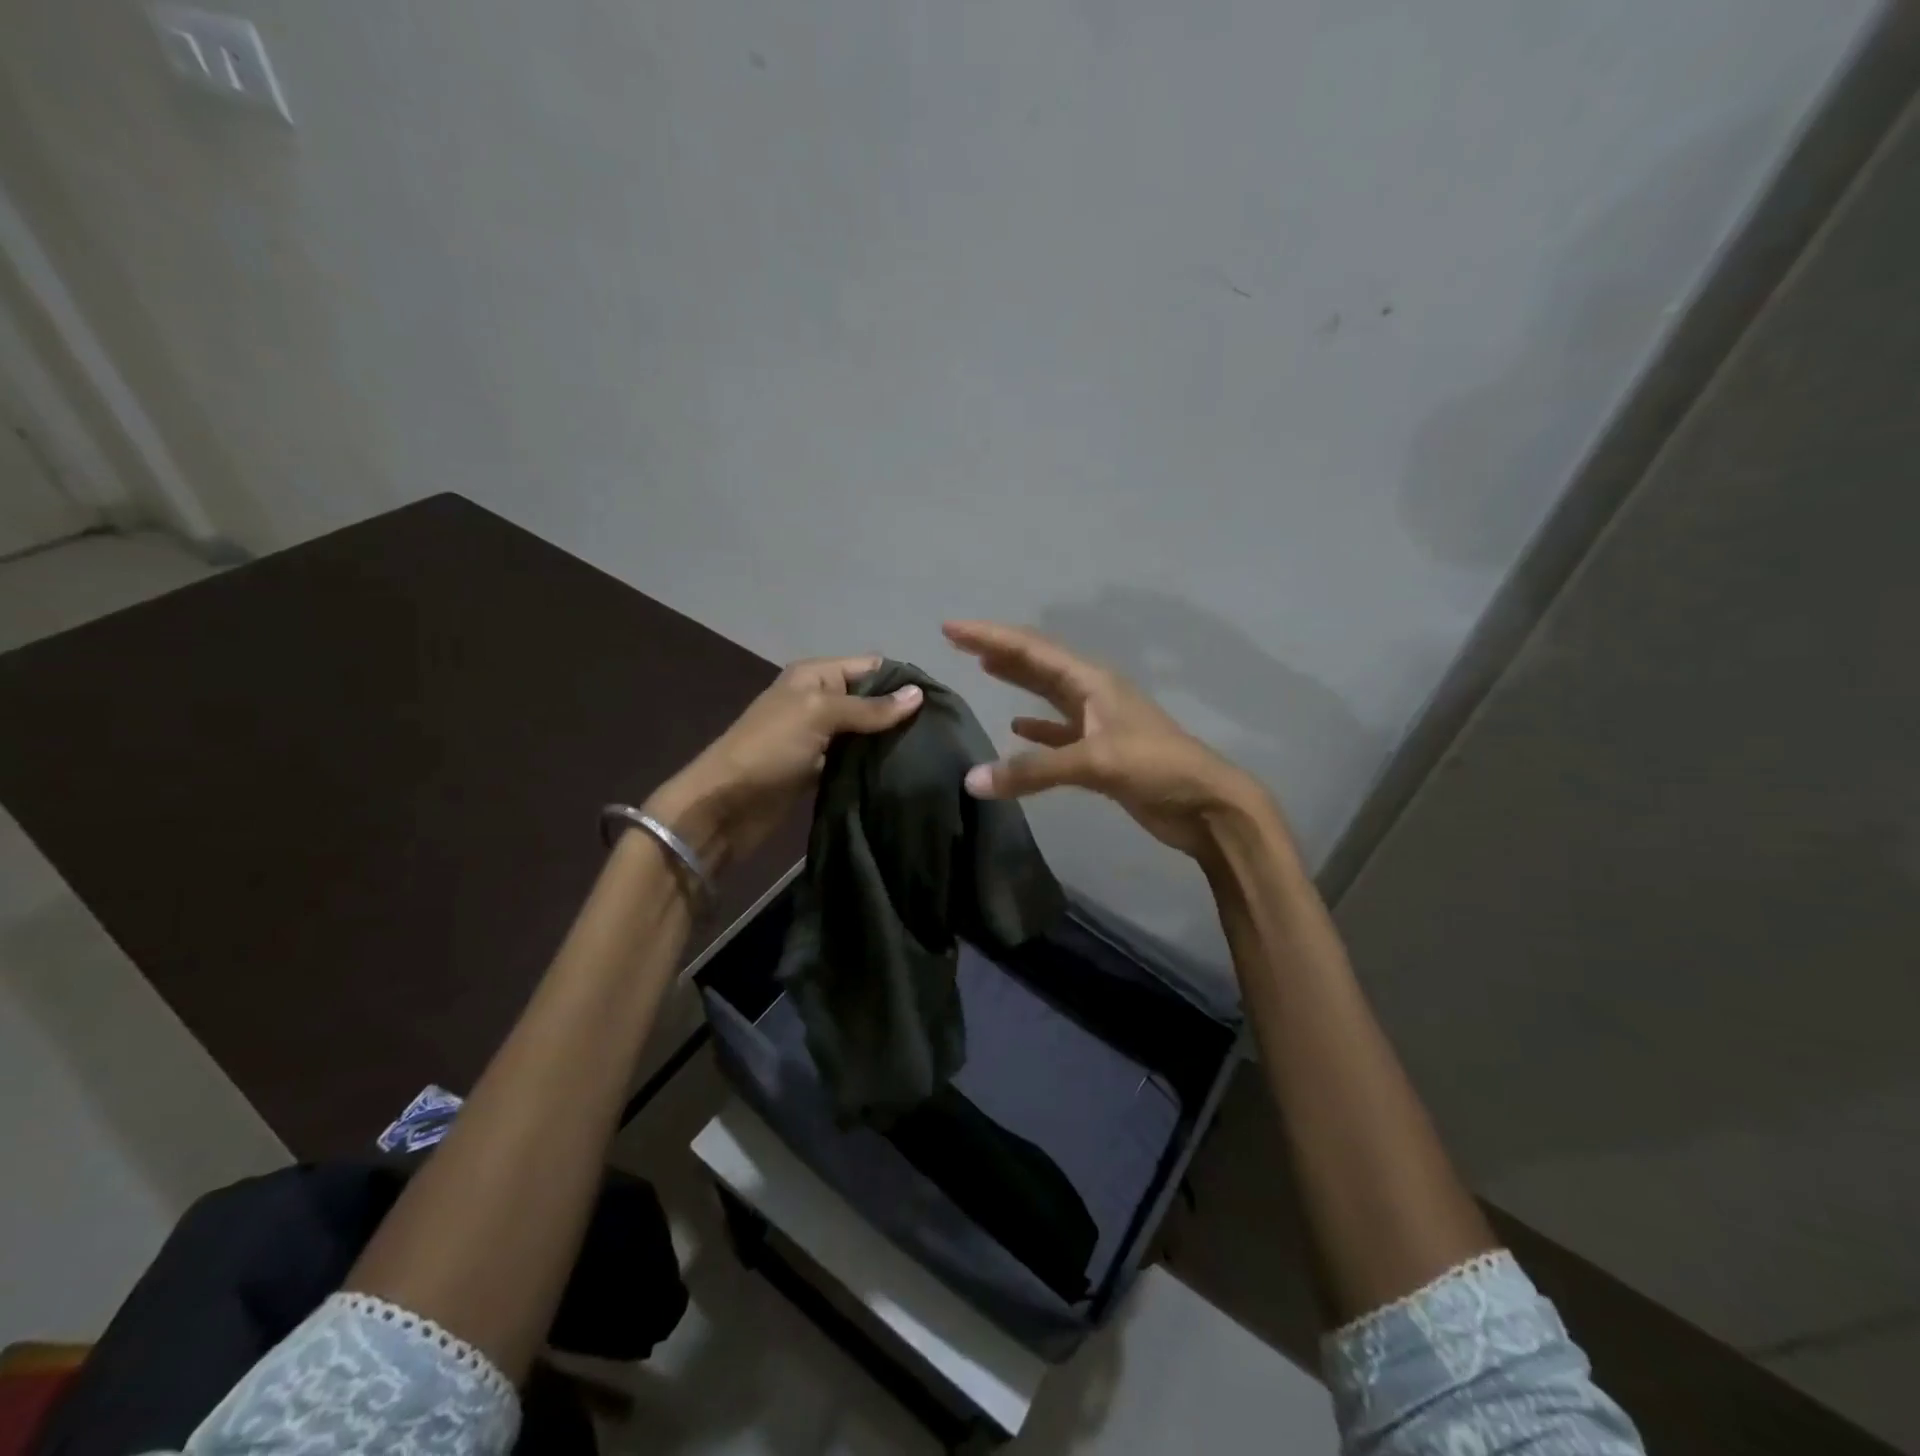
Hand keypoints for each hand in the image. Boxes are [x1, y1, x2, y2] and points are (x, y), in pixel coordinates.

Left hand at [646, 655, 921, 872]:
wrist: (723, 806)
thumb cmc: (769, 749)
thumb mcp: (818, 715)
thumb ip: (869, 707)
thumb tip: (918, 694)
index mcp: (816, 676)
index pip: (871, 666)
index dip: (903, 679)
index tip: (943, 701)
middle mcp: (819, 701)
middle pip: (871, 700)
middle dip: (902, 713)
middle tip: (944, 732)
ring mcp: (819, 737)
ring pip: (865, 732)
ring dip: (891, 741)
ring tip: (933, 752)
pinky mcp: (819, 769)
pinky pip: (855, 759)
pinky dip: (875, 764)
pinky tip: (905, 771)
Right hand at [944, 620, 1275, 864]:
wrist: (1207, 805)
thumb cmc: (1156, 769)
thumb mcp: (1095, 762)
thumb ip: (1033, 770)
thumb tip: (973, 781)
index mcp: (1092, 681)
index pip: (1031, 649)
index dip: (990, 637)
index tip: (950, 629)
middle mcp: (1093, 693)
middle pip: (1038, 663)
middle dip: (999, 651)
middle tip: (959, 642)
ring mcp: (1098, 722)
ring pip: (1048, 693)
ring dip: (1018, 680)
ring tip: (984, 669)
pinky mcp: (1101, 752)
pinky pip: (1059, 731)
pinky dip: (1036, 728)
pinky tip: (1016, 728)